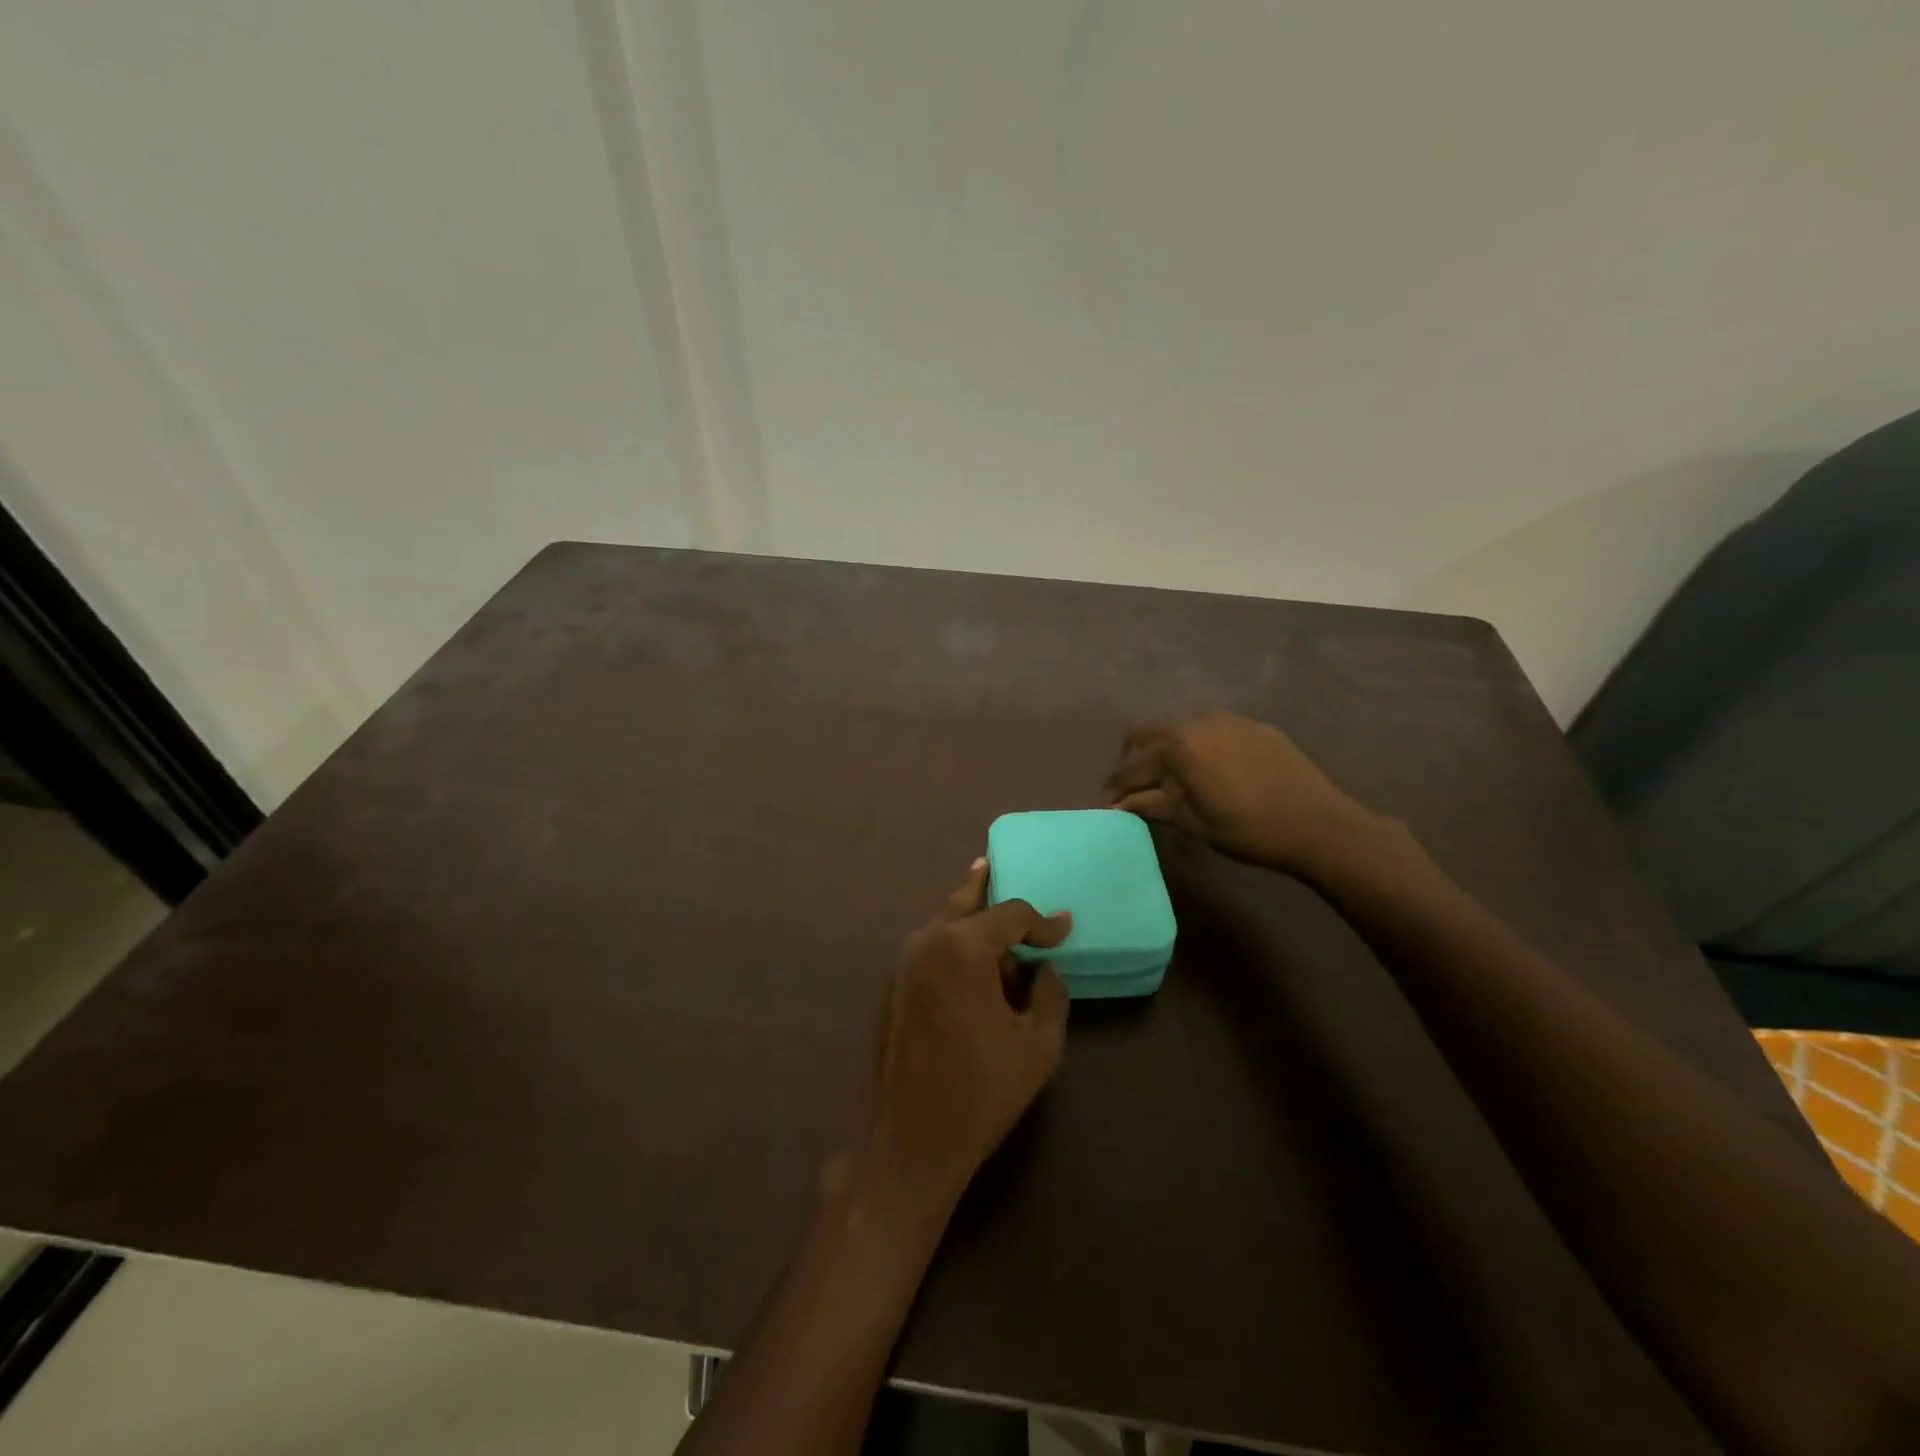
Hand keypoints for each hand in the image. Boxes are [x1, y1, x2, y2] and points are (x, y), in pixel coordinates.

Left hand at [854, 861, 1071, 1221]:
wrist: (907, 1141)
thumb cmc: (980, 1092)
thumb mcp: (1038, 1045)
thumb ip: (1050, 994)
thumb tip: (1043, 969)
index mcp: (963, 948)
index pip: (1011, 914)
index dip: (1043, 921)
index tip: (1064, 930)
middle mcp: (927, 942)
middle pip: (963, 902)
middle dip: (984, 887)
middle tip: (994, 866)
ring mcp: (902, 963)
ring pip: (942, 924)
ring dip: (969, 920)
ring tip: (992, 919)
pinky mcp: (890, 986)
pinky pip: (929, 949)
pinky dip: (951, 944)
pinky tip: (968, 962)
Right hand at [1103, 712, 1368, 875]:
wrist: (1318, 824)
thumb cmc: (1248, 829)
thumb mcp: (1192, 822)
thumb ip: (1151, 805)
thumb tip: (1119, 803)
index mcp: (1177, 746)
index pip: (1131, 765)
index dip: (1115, 787)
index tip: (1106, 805)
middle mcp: (1197, 721)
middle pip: (1148, 735)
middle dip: (1133, 762)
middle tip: (1132, 790)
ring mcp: (1228, 719)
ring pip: (1180, 730)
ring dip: (1165, 752)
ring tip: (1170, 780)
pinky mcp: (1253, 726)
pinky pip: (1212, 732)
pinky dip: (1198, 748)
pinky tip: (1210, 773)